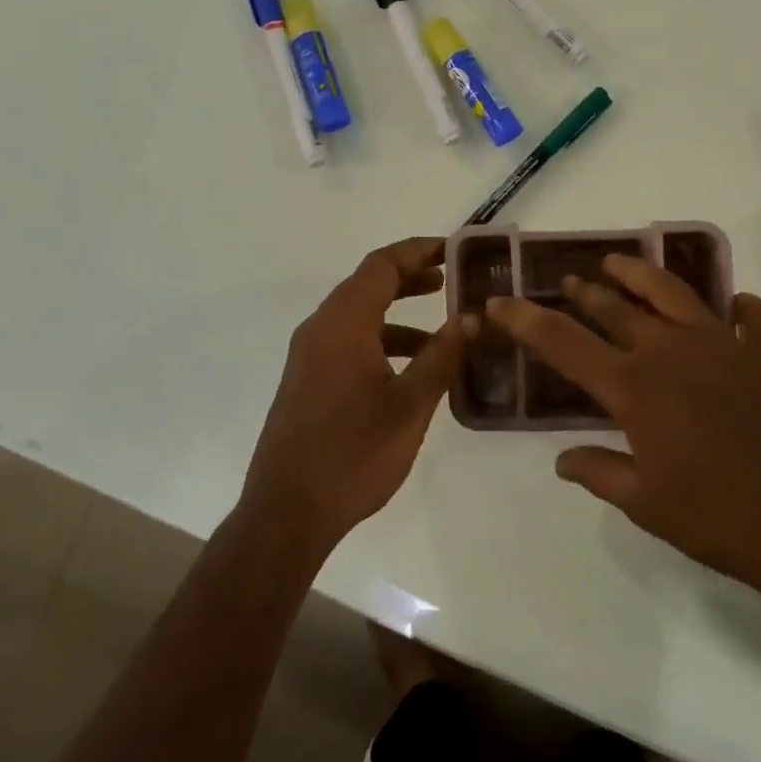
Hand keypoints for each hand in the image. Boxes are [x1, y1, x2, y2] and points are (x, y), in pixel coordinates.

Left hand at [243, 238, 470, 554]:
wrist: (287, 511)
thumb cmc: (353, 454)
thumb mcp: (409, 405)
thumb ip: (442, 356)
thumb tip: (473, 317)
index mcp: (343, 323)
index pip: (382, 264)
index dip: (419, 250)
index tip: (455, 250)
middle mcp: (320, 328)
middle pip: (368, 284)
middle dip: (411, 277)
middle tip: (453, 281)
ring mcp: (309, 354)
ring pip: (359, 315)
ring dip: (399, 314)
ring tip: (443, 330)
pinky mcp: (307, 379)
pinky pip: (348, 341)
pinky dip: (382, 341)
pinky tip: (411, 370)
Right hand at [487, 256, 760, 642]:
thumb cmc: (722, 522)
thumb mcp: (647, 506)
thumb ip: (599, 473)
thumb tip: (562, 460)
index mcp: (635, 388)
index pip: (563, 343)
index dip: (525, 320)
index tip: (499, 302)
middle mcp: (673, 351)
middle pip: (615, 307)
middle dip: (584, 292)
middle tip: (567, 282)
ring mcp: (726, 345)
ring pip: (673, 292)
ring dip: (641, 274)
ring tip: (619, 264)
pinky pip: (754, 317)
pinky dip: (738, 308)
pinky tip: (733, 309)